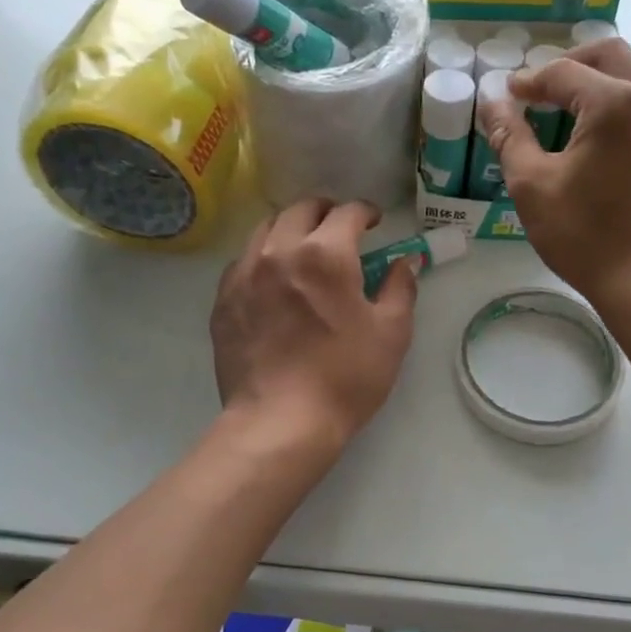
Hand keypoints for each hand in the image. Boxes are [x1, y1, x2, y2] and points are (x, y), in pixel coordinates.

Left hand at [211, 200, 417, 452]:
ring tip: (304, 248)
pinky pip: (243, 261)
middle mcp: (279, 251)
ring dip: (291, 228)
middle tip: (341, 230)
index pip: (347, 212)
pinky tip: (274, 280)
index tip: (375, 222)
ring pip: (266, 228)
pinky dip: (263, 256)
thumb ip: (401, 288)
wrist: (281, 422)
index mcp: (325, 254)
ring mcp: (244, 273)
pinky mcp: (223, 300)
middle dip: (326, 211)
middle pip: (301, 209)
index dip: (366, 212)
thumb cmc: (346, 377)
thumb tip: (407, 262)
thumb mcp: (391, 333)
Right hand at [478, 39, 630, 314]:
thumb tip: (493, 104)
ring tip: (609, 82)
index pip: (562, 73)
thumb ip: (511, 138)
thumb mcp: (532, 188)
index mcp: (614, 103)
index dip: (529, 81)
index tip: (510, 95)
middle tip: (546, 89)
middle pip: (612, 53)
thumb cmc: (586, 237)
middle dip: (572, 62)